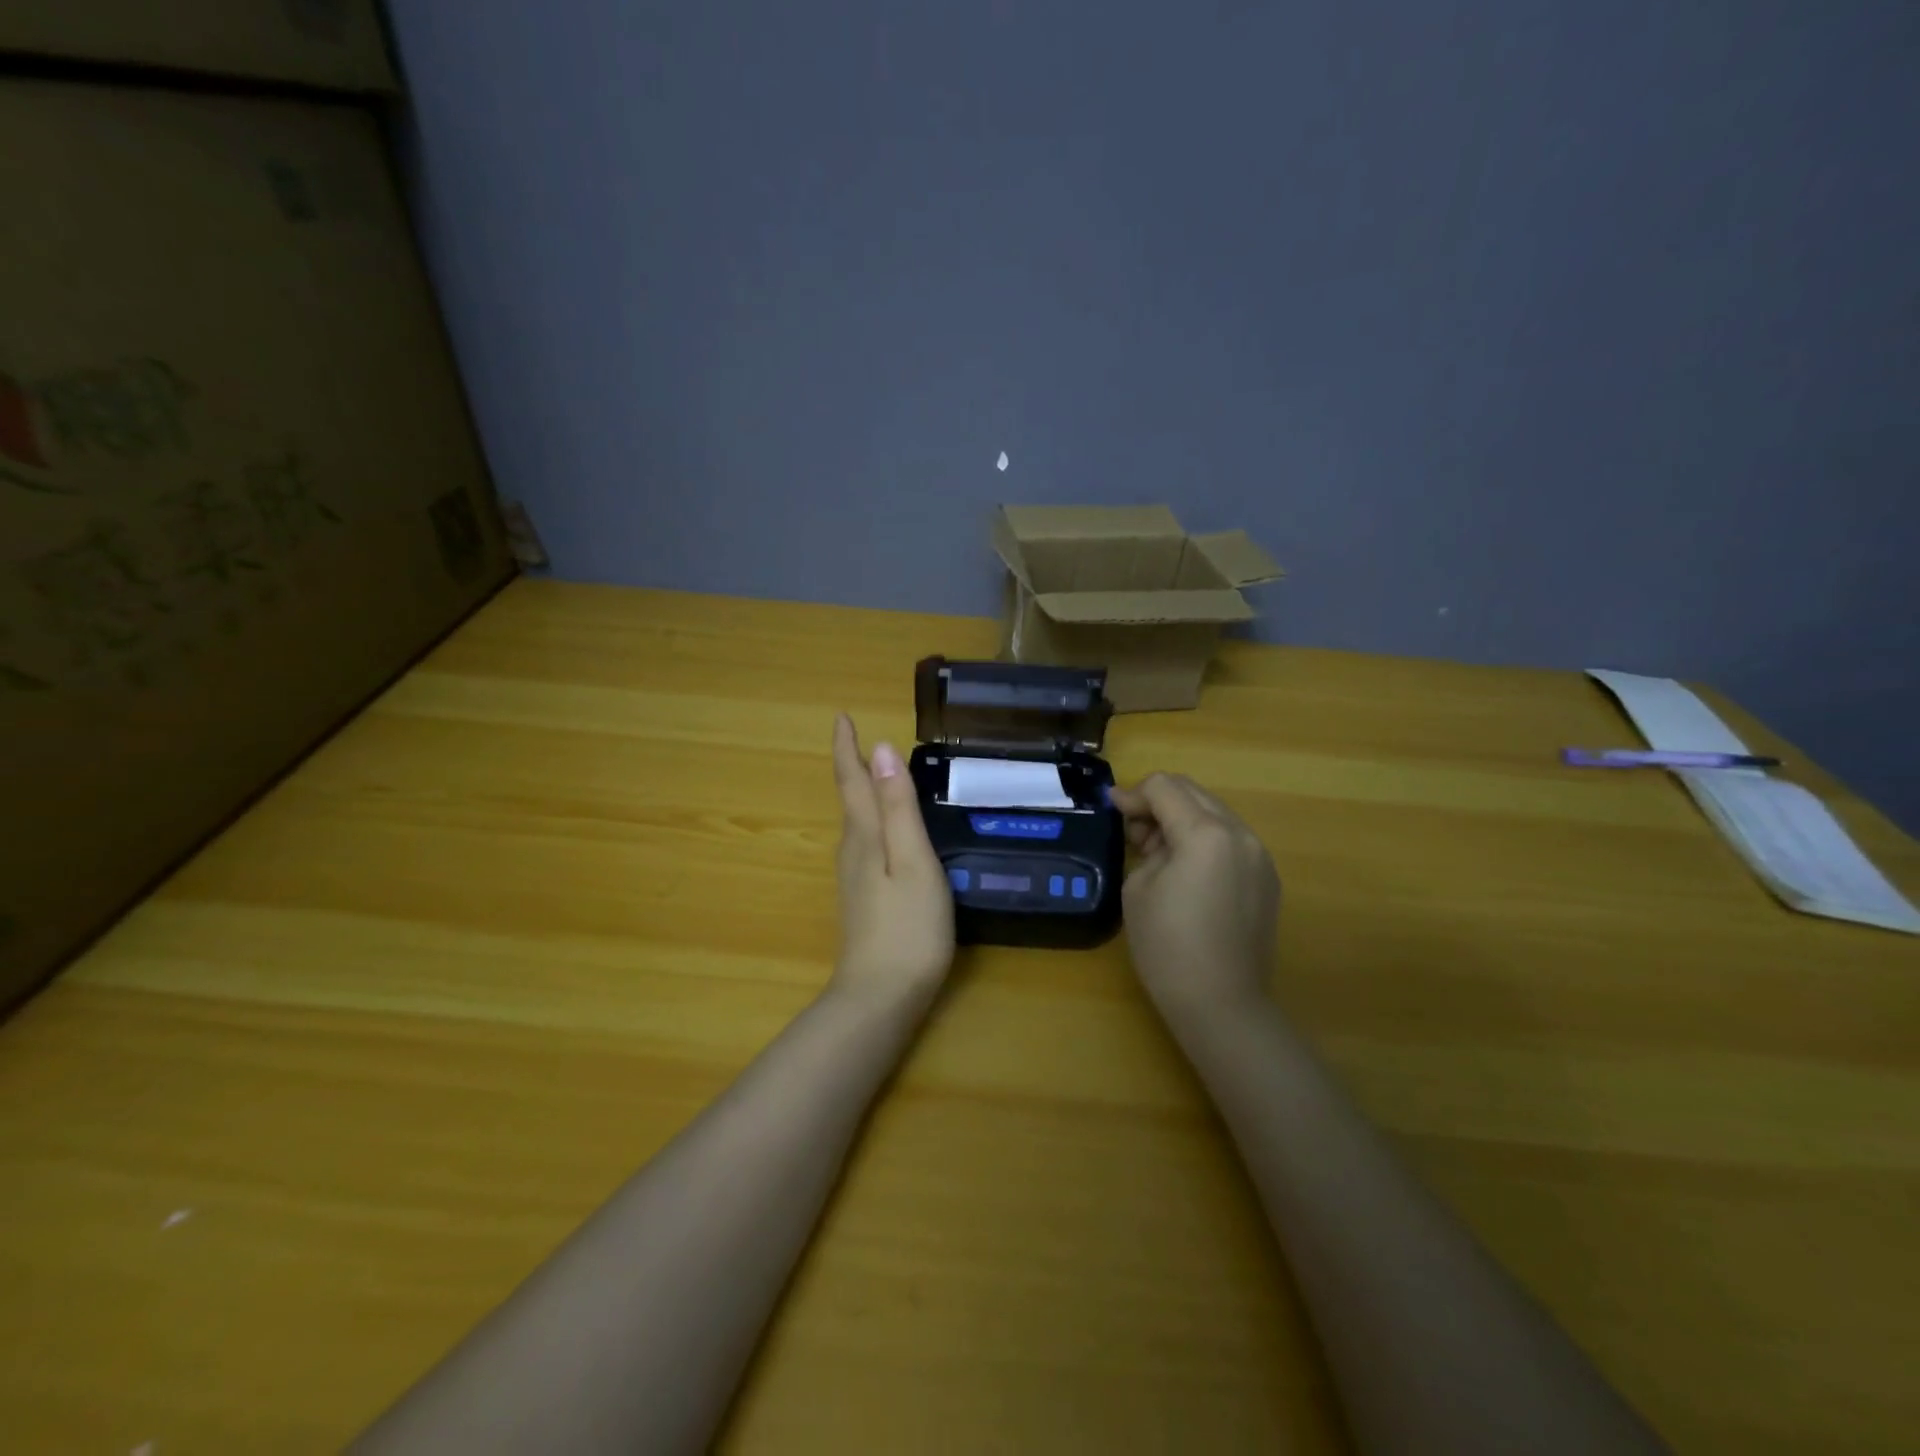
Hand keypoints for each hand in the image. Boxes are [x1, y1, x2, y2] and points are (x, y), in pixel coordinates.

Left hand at [828, 714, 955, 1012]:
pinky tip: (888, 835)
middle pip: (851, 799)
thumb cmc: (907, 926)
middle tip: (864, 741)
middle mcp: (851, 851)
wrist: (880, 997)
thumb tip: (881, 749)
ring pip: (857, 824)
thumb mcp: (912, 859)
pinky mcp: (863, 901)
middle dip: (855, 768)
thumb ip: (898, 807)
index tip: (840, 717)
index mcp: (864, 835)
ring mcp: (854, 880)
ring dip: (864, 795)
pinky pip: (865, 846)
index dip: (846, 748)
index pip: (852, 780)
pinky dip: (874, 824)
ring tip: (878, 777)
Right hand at [1108, 773, 1280, 1027]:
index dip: (1133, 794)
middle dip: (1158, 801)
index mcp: (1206, 834)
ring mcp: (1260, 856)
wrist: (1221, 1005)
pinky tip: (1184, 869)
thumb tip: (1150, 831)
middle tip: (1131, 829)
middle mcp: (1240, 834)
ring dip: (1181, 818)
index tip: (1112, 809)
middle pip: (1193, 792)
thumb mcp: (1138, 887)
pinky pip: (1230, 839)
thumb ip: (1146, 845)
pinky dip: (1203, 839)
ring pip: (1214, 813)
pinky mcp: (1266, 878)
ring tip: (1156, 851)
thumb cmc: (1168, 947)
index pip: (1165, 788)